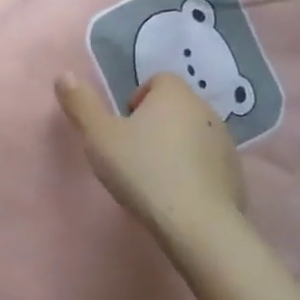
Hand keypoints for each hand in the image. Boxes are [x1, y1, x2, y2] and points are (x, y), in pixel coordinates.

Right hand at [56, 72, 244, 230]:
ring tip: (154, 177)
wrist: (197, 225)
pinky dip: (194, 172)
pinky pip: (208, 164)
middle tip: (133, 152)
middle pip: (176, 107)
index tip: (124, 127)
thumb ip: (81, 104)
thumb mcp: (99, 136)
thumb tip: (64, 75)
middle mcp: (206, 111)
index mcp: (174, 95)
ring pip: (194, 135)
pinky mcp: (235, 175)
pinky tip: (177, 196)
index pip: (158, 80)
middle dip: (156, 123)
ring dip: (176, 147)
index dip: (138, 99)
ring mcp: (226, 144)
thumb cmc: (142, 171)